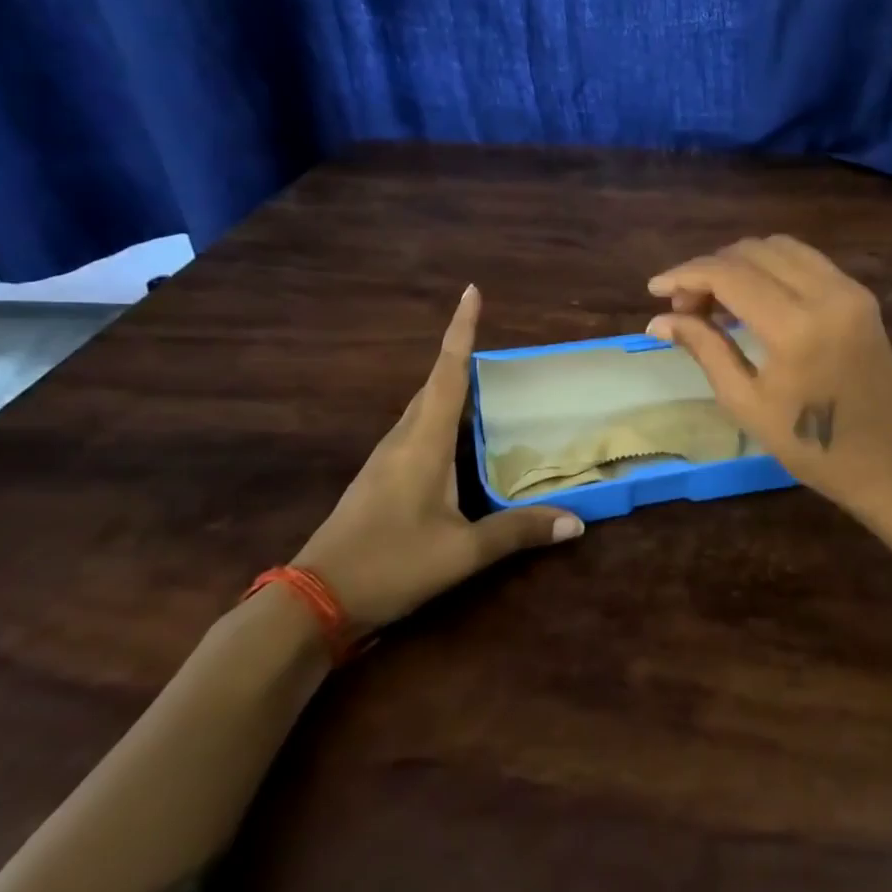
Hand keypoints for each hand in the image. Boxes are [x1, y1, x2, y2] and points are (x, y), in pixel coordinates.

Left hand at [291, 285, 583, 630]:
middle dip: (461, 356)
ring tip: (486, 386)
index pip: (449, 373)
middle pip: (435, 383)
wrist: (314, 601)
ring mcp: (385, 459)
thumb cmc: (391, 564)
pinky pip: (416, 430)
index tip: (471, 291)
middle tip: (496, 344)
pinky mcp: (379, 478)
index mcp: (423, 443)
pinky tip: (456, 439)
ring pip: (423, 408)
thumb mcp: (462, 553)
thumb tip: (577, 522)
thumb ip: (517, 532)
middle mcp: (403, 439)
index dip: (461, 330)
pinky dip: (440, 419)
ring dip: (450, 388)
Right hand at [646, 237, 891, 515]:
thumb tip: (658, 321)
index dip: (686, 274)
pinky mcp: (859, 293)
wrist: (887, 461)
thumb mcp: (746, 402)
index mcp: (796, 328)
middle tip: (686, 306)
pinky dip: (770, 267)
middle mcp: (826, 294)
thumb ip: (705, 349)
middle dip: (710, 269)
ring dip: (739, 263)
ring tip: (716, 301)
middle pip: (752, 252)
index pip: (729, 275)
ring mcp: (849, 289)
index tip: (655, 289)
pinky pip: (805, 260)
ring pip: (779, 247)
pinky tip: (752, 298)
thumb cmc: (810, 447)